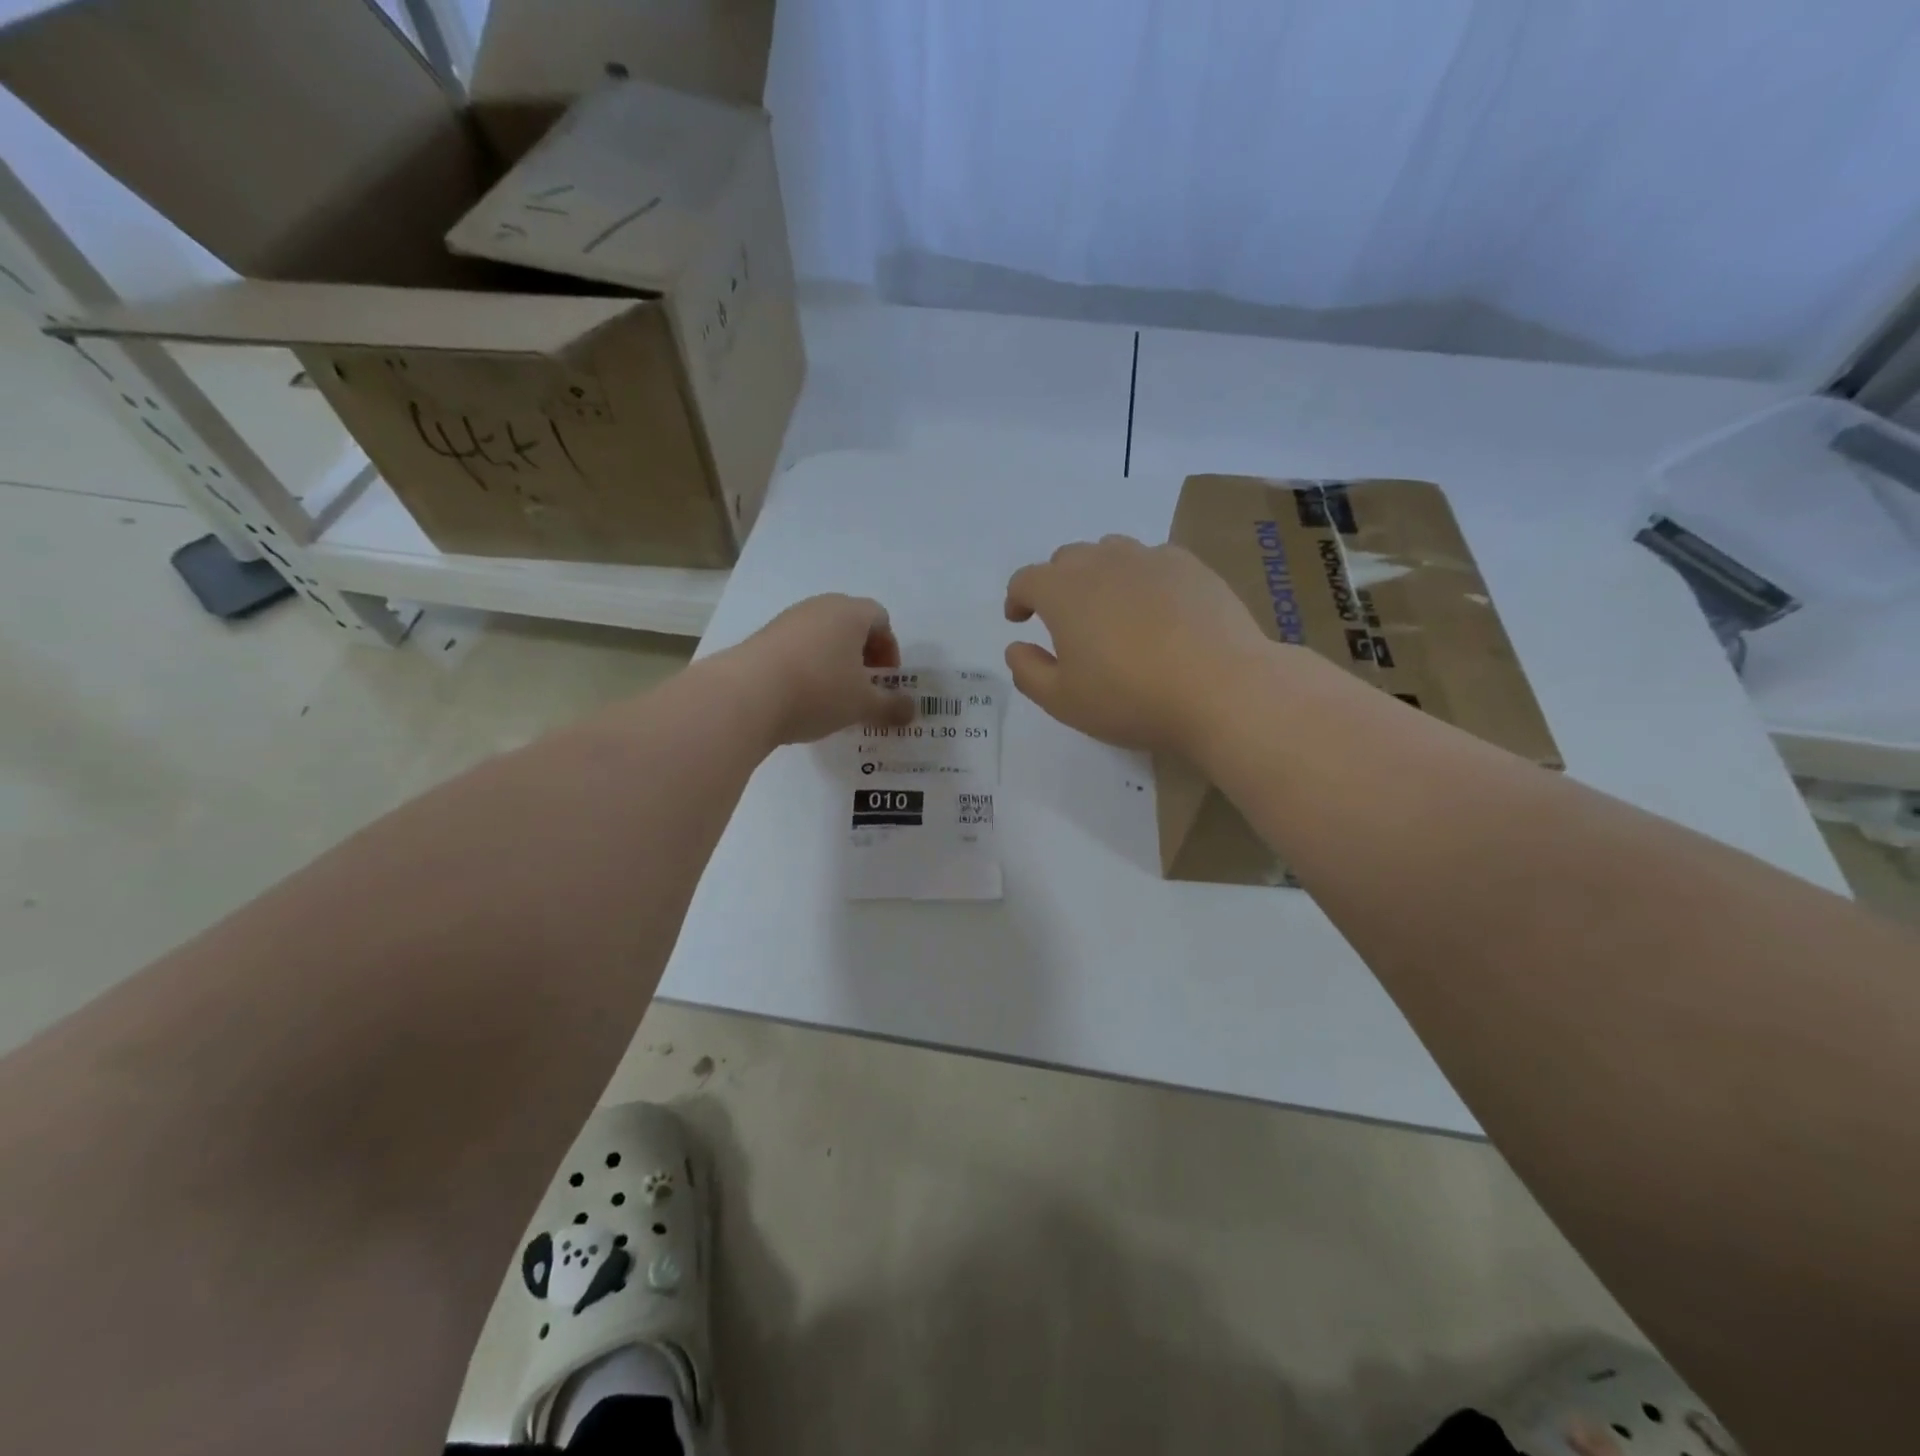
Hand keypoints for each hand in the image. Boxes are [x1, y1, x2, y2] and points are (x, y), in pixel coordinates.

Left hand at [722, 594, 916, 744]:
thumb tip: (913, 710)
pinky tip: (801, 698)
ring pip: (821, 636)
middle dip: (862, 655)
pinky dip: (807, 667)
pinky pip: (796, 648)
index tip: (885, 680)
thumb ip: (891, 706)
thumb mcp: (862, 704)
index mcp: (849, 613)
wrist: (744, 696)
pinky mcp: (761, 639)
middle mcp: (818, 607)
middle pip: (850, 624)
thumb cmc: (817, 691)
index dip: (889, 649)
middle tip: (863, 687)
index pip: (881, 619)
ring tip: (832, 697)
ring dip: (834, 662)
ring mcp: (786, 621)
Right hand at [1004, 535, 1271, 753]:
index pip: (1026, 580)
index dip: (1017, 598)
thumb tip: (1016, 647)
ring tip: (1110, 608)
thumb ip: (1028, 671)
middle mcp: (1103, 562)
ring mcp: (1150, 558)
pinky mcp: (1191, 566)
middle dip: (1056, 584)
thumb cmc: (1130, 698)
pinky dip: (1142, 577)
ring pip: (1111, 552)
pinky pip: (1153, 560)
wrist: (1221, 688)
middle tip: (1064, 619)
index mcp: (1063, 591)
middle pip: (1067, 559)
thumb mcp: (1063, 701)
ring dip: (1099, 574)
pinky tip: (1156, 609)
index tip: (1020, 620)